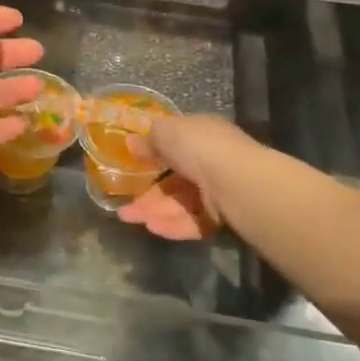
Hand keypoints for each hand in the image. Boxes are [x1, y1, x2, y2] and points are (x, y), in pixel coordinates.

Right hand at [117, 114, 259, 240]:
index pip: (176, 145)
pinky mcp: (221, 217)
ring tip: (129, 218)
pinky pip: (192, 222)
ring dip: (154, 211)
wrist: (235, 181)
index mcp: (202, 135)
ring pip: (179, 204)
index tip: (132, 166)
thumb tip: (131, 142)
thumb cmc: (199, 147)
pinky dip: (172, 225)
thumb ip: (148, 140)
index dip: (153, 155)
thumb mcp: (166, 133)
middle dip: (148, 194)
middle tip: (124, 204)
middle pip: (174, 181)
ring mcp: (217, 191)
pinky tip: (152, 227)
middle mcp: (212, 162)